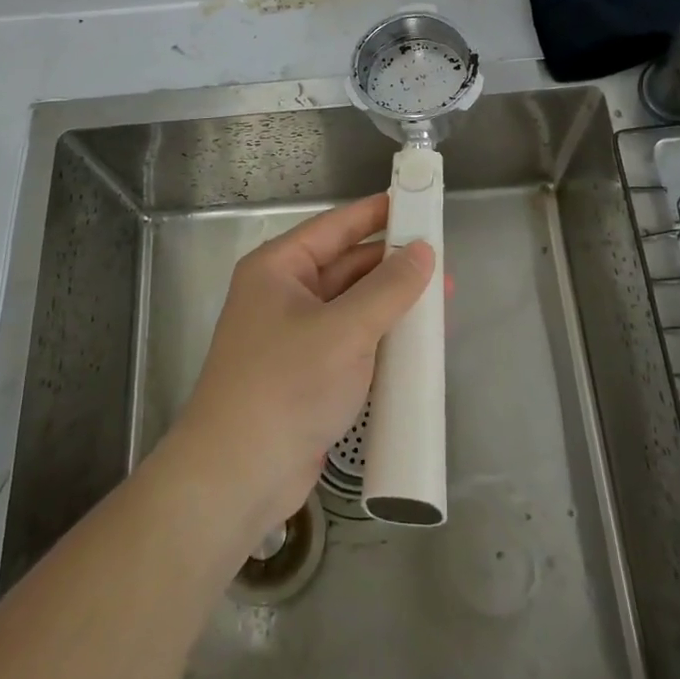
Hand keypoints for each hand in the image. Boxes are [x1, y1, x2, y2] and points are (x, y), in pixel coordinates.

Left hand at [168, 194, 434, 550]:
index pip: (335, 226)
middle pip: (345, 265)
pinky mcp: (305, 373)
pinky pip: (349, 340)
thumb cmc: (286, 385)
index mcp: (278, 268)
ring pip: (350, 305)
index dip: (376, 213)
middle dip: (391, 264)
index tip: (416, 202)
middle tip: (441, 261)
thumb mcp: (344, 330)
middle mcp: (282, 294)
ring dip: (390, 303)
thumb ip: (388, 288)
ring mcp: (293, 336)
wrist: (238, 476)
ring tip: (439, 301)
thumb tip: (423, 250)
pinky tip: (414, 343)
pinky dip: (379, 337)